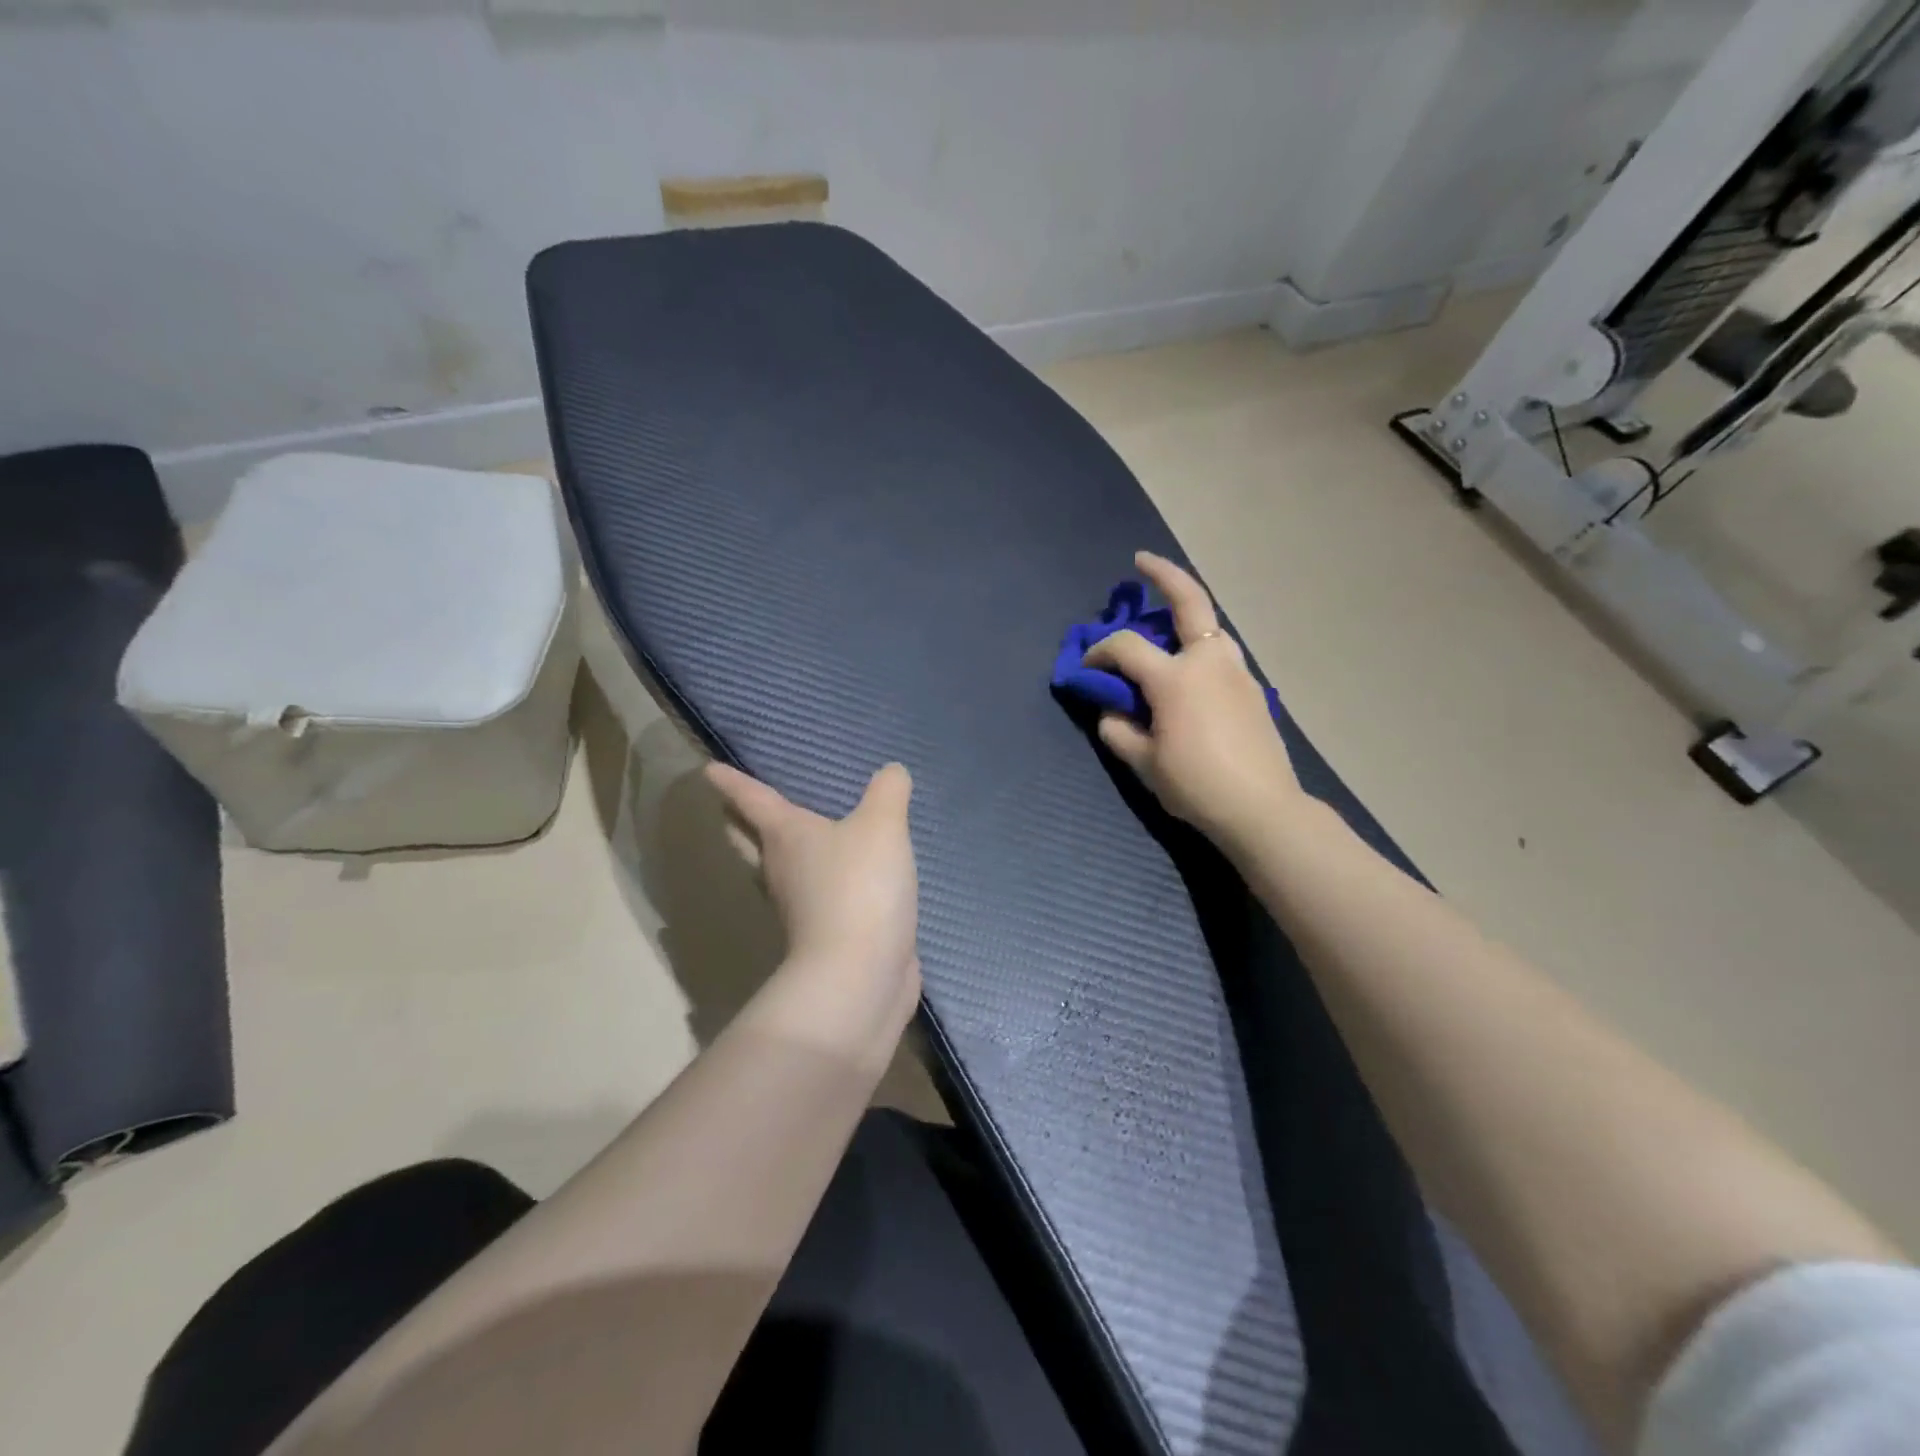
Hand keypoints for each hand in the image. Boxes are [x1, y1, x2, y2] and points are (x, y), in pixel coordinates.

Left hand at [704, 760, 919, 989]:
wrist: (859, 974)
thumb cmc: (859, 887)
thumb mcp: (882, 826)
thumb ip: (888, 792)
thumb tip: (892, 771)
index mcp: (787, 836)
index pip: (754, 800)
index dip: (733, 783)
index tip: (709, 771)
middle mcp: (781, 869)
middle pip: (751, 840)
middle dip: (740, 822)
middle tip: (732, 806)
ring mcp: (798, 907)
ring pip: (776, 871)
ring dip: (772, 854)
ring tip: (784, 837)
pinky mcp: (822, 935)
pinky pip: (811, 898)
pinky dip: (814, 883)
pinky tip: (833, 879)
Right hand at [1084, 551, 1302, 846]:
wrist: (1261, 809)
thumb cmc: (1196, 785)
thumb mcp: (1144, 763)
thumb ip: (1119, 731)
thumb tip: (1111, 712)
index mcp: (1176, 677)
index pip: (1126, 647)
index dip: (1099, 652)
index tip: (1087, 669)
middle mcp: (1209, 661)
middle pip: (1189, 601)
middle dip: (1164, 574)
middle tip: (1142, 560)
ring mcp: (1237, 671)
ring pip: (1210, 627)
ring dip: (1186, 615)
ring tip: (1164, 624)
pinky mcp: (1252, 689)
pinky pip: (1221, 654)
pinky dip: (1200, 647)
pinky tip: (1188, 671)